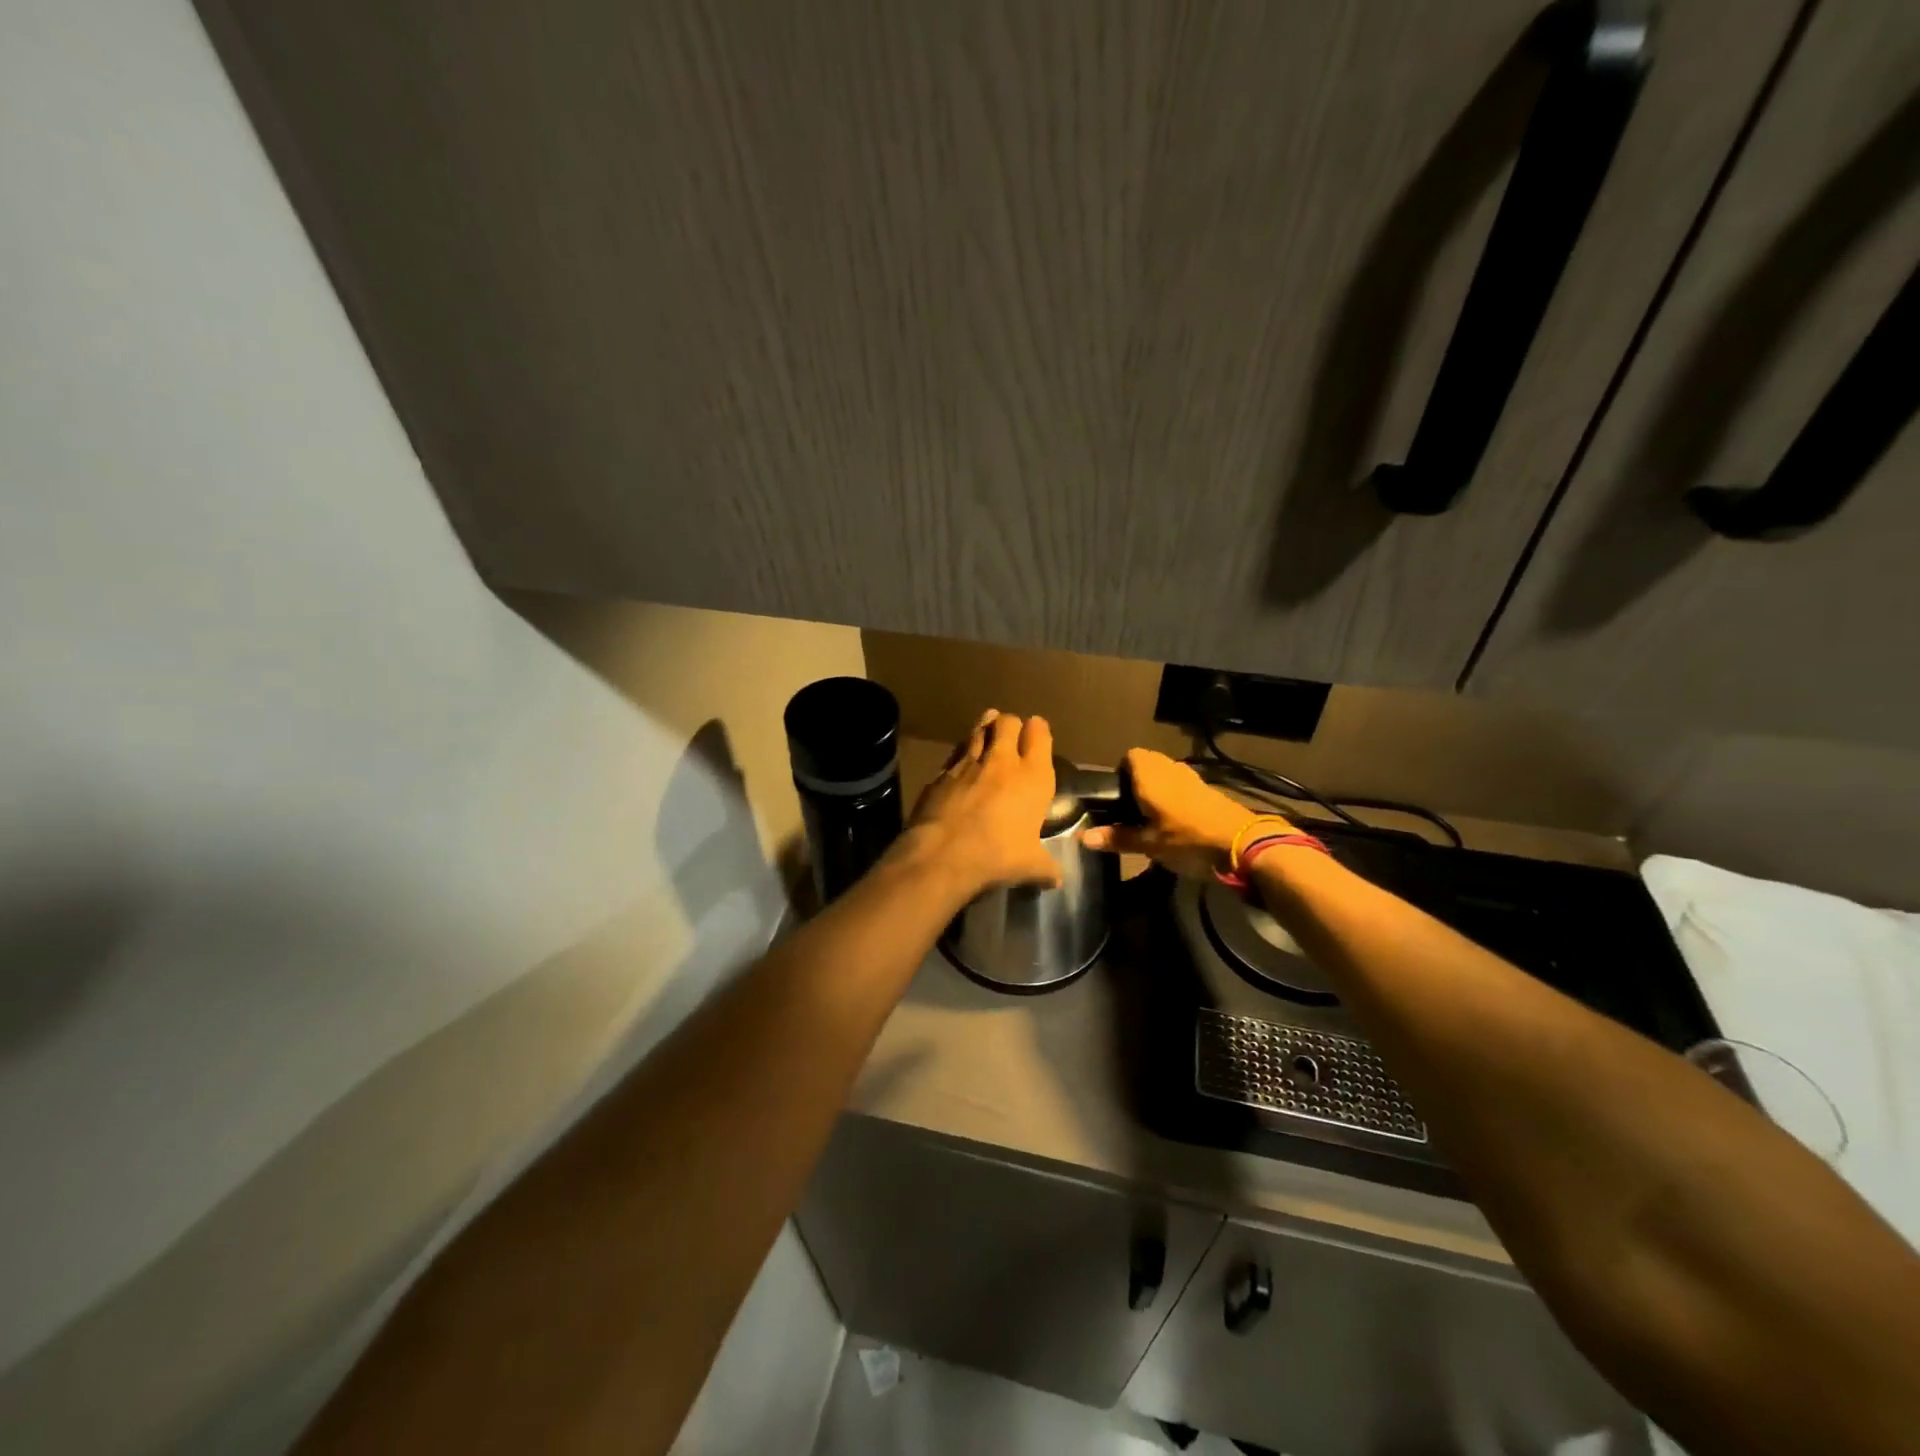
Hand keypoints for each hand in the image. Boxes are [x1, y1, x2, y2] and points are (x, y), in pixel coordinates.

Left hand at [903, 710, 1061, 894]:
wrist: (943, 854)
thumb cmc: (997, 856)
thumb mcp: (1030, 866)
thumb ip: (1046, 867)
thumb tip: (1057, 879)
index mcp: (1033, 776)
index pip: (1039, 733)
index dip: (1038, 730)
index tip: (1036, 734)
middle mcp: (1002, 761)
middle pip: (1008, 722)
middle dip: (1010, 724)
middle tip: (1010, 736)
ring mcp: (968, 762)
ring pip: (979, 729)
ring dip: (984, 728)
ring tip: (986, 732)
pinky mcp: (941, 772)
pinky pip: (955, 753)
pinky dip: (960, 754)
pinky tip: (960, 764)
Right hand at [1082, 748, 1275, 879]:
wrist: (1243, 845)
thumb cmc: (1187, 840)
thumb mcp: (1148, 844)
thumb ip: (1116, 838)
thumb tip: (1081, 837)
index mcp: (1150, 775)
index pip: (1129, 755)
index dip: (1120, 771)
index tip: (1116, 795)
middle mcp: (1169, 768)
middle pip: (1148, 762)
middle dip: (1138, 780)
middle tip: (1130, 808)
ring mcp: (1192, 777)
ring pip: (1167, 773)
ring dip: (1158, 788)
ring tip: (1151, 816)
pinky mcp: (1209, 790)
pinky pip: (1183, 784)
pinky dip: (1176, 796)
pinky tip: (1176, 821)